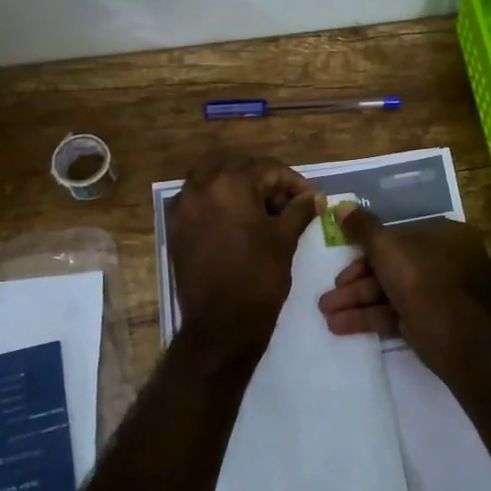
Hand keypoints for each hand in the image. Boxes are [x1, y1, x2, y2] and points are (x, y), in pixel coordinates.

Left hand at [168, 153, 319, 348]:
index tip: (309, 198)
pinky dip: (217, 200)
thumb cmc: (259, 278)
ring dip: (237, 185)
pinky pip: (197, 199)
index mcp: (230, 184)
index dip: (293, 182)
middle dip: (264, 179)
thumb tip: (315, 196)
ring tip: (261, 208)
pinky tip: (236, 220)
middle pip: (237, 167)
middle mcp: (200, 187)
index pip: (267, 169)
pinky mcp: (175, 227)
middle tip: (285, 201)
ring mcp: (183, 207)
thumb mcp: (284, 240)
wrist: (221, 324)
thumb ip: (299, 210)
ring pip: (212, 178)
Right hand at [316, 207, 490, 363]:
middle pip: (394, 266)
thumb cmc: (422, 279)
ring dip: (358, 301)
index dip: (367, 249)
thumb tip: (342, 207)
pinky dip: (372, 317)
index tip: (342, 260)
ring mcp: (444, 295)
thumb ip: (363, 228)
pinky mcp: (435, 322)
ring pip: (393, 292)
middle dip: (356, 282)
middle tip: (329, 295)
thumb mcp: (386, 247)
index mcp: (448, 236)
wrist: (454, 338)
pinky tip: (340, 326)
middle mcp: (450, 262)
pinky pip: (399, 313)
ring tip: (326, 312)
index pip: (401, 236)